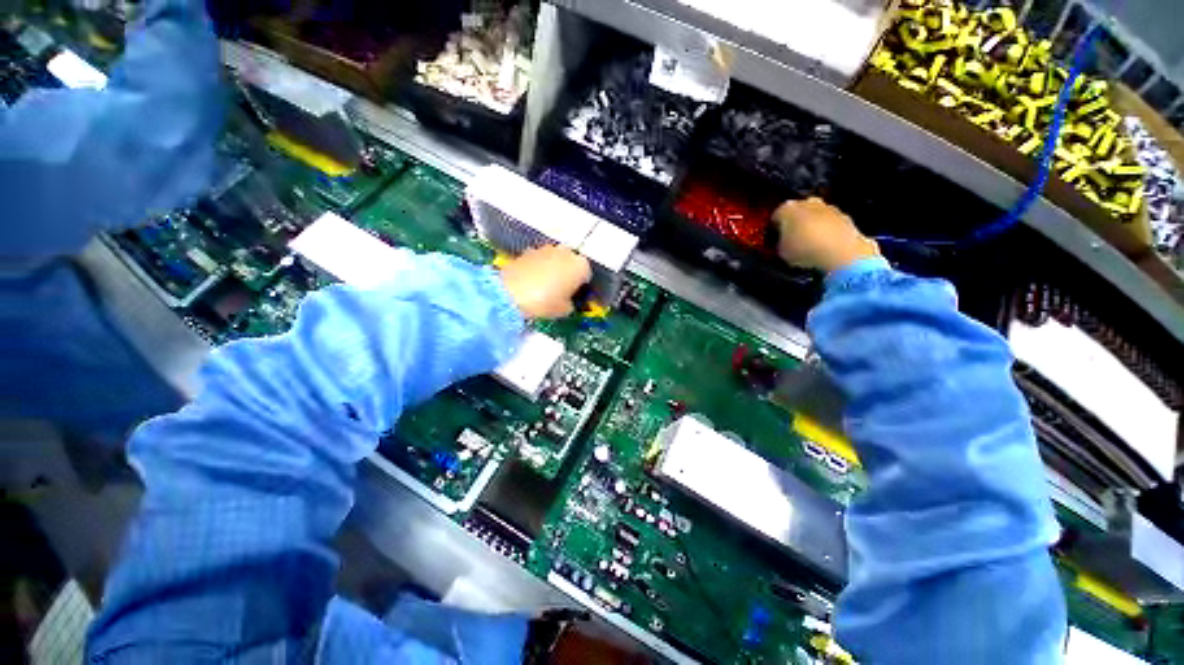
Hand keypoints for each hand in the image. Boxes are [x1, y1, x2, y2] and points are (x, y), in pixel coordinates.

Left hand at [500, 245, 591, 318]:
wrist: (510, 294)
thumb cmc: (545, 303)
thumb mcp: (565, 310)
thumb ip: (571, 303)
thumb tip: (568, 300)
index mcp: (581, 265)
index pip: (587, 275)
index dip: (581, 287)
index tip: (574, 296)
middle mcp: (566, 252)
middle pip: (571, 263)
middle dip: (568, 274)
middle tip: (561, 291)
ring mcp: (546, 248)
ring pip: (555, 259)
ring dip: (553, 269)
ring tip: (545, 286)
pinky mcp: (528, 250)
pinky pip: (539, 260)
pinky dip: (538, 268)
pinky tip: (532, 282)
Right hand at [774, 197, 879, 272]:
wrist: (842, 253)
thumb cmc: (804, 250)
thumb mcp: (781, 252)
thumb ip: (780, 244)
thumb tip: (782, 244)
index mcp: (787, 208)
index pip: (775, 216)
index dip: (773, 229)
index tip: (773, 239)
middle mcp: (809, 203)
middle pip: (798, 211)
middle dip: (795, 223)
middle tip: (791, 240)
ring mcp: (830, 209)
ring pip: (816, 216)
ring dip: (813, 227)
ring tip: (809, 247)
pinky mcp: (847, 218)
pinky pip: (831, 225)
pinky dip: (827, 234)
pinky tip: (824, 248)